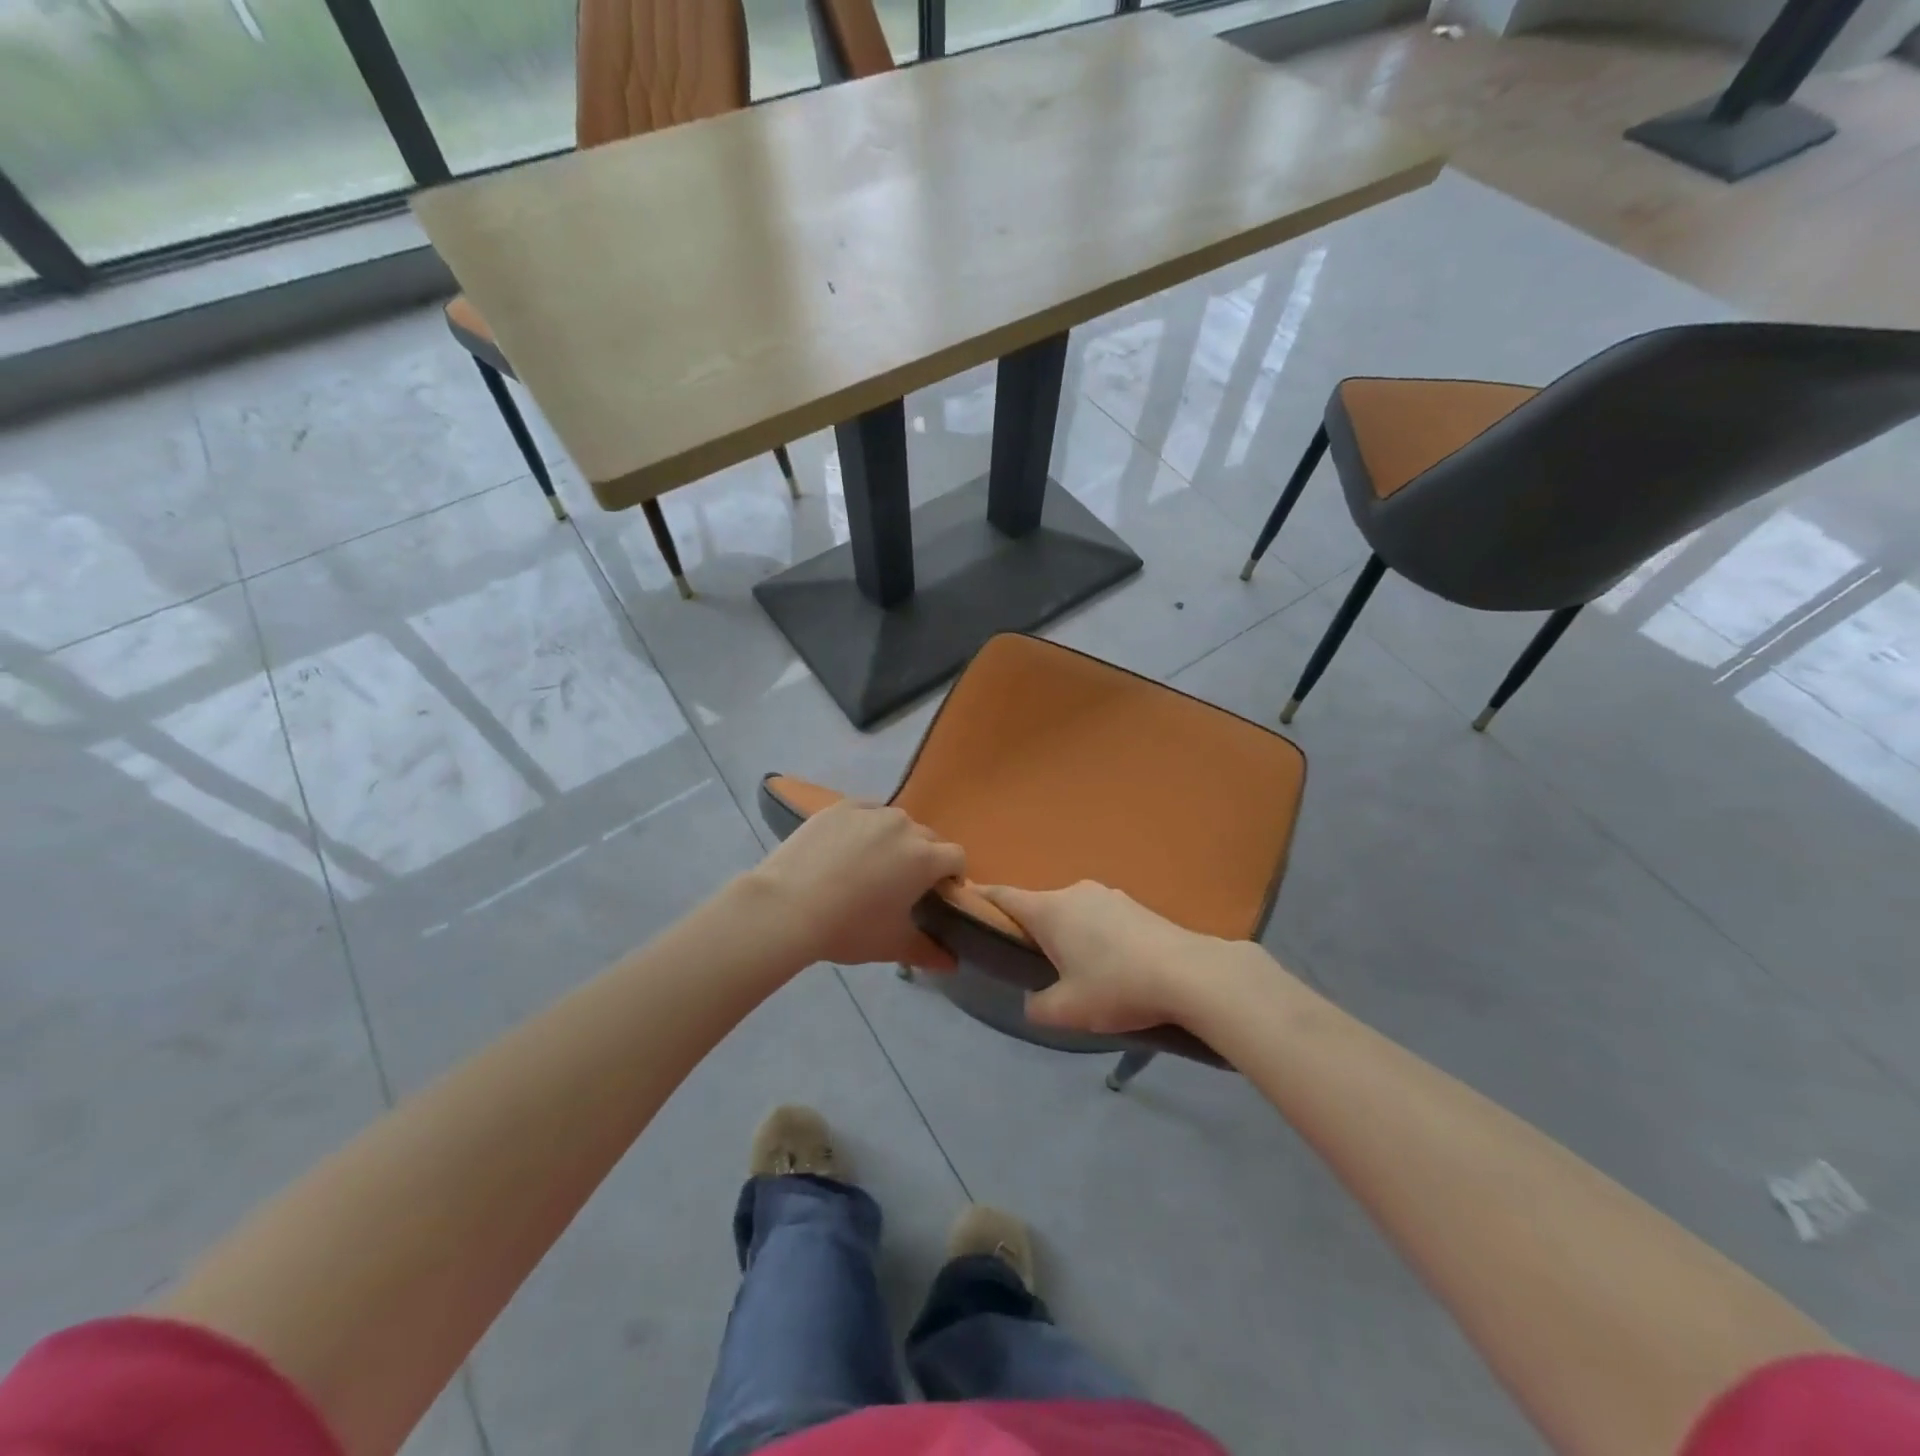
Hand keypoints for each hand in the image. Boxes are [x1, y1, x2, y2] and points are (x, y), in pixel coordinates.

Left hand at [748, 801, 964, 970]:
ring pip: (896, 822)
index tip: (935, 896)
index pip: (956, 857)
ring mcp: (871, 812)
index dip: (952, 877)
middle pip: (927, 838)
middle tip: (901, 885)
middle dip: (923, 858)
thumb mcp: (892, 945)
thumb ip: (928, 951)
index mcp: (925, 858)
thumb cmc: (849, 928)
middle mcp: (904, 826)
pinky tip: (846, 848)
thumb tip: (951, 964)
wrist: (787, 907)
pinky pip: (866, 812)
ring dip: (895, 840)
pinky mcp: (841, 807)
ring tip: (870, 865)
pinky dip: (865, 827)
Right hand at [978, 882, 1260, 1032]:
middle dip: (1030, 930)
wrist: (1190, 974)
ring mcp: (1107, 894)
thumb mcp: (1068, 1010)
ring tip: (1077, 971)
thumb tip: (1033, 1001)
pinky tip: (1111, 966)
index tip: (964, 907)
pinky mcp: (1134, 905)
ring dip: (1066, 934)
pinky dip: (1094, 936)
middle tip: (1030, 964)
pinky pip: (1099, 917)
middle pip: (1038, 906)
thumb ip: (1037, 1006)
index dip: (979, 899)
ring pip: (1071, 912)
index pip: (1001, 895)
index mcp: (1049, 910)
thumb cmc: (1117, 987)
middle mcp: (1073, 892)